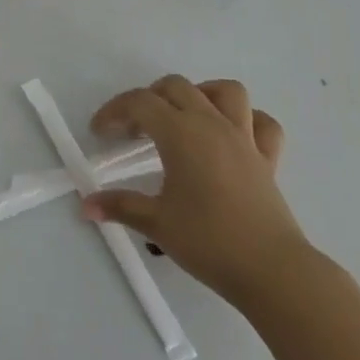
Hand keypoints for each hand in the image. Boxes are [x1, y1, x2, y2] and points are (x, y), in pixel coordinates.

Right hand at [81, 77, 311, 310]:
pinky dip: (246, 120)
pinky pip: (261, 123)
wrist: (273, 271)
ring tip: (183, 117)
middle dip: (149, 99)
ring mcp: (244, 138)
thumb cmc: (209, 242)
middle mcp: (212, 124)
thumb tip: (86, 205)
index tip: (99, 133)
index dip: (114, 111)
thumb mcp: (156, 223)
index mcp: (181, 133)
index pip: (139, 103)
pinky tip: (230, 137)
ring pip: (225, 91)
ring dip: (200, 94)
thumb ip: (119, 206)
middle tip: (134, 130)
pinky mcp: (268, 159)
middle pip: (175, 87)